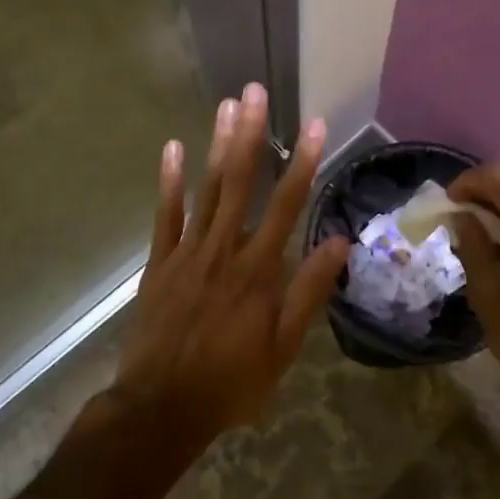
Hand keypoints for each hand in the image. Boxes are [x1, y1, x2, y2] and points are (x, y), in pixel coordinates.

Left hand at [116, 84, 349, 448]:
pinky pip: (165, 215)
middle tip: (255, 91)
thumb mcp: (284, 346)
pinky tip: (173, 148)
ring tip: (226, 105)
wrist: (161, 407)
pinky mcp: (160, 263)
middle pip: (240, 182)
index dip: (302, 162)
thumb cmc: (232, 382)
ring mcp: (187, 252)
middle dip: (250, 134)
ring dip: (216, 145)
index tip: (313, 125)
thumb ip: (309, 291)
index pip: (287, 205)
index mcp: (259, 269)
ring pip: (206, 190)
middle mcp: (224, 249)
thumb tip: (339, 242)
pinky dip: (169, 181)